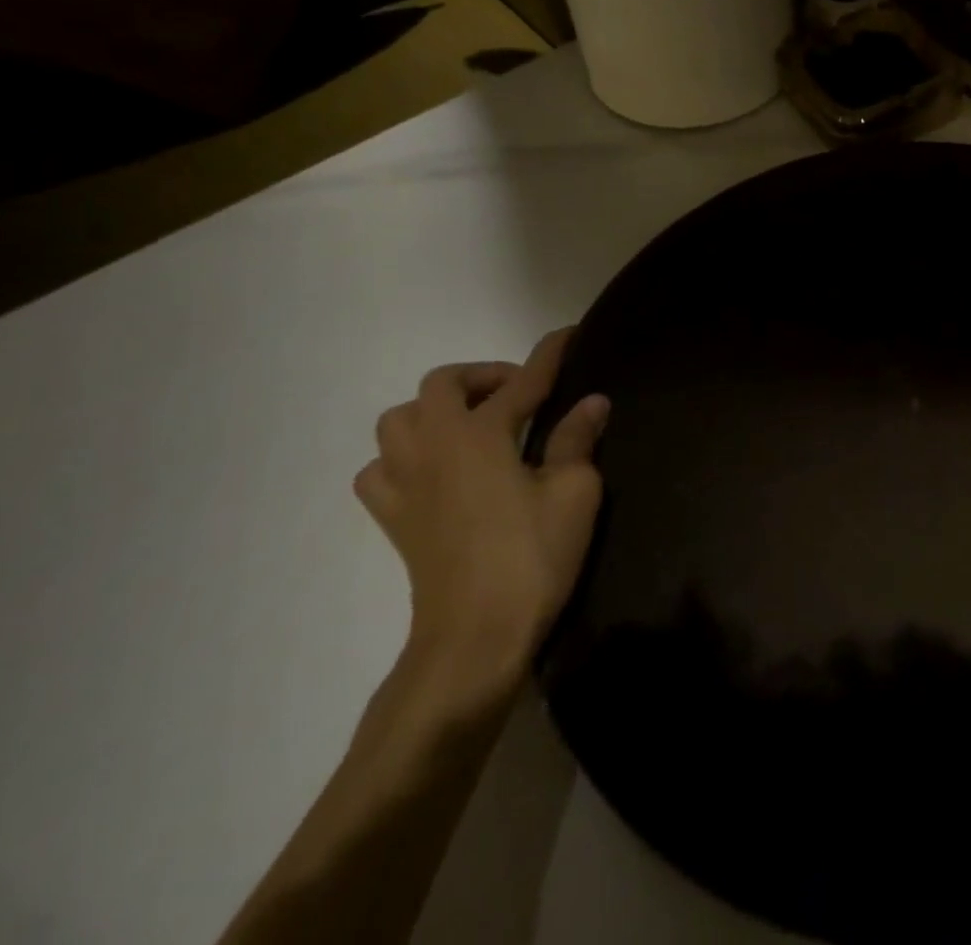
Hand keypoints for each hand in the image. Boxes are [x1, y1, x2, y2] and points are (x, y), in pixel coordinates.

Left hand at [355, 328, 606, 699]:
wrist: (475, 636)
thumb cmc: (532, 556)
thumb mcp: (574, 492)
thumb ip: (577, 440)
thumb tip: (591, 403)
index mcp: (479, 436)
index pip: (521, 382)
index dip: (548, 356)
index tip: (567, 334)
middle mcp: (433, 447)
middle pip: (440, 386)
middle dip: (481, 377)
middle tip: (518, 393)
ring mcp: (404, 483)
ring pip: (398, 420)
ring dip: (435, 409)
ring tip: (474, 426)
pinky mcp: (393, 519)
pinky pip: (380, 468)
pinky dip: (403, 455)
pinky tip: (435, 470)